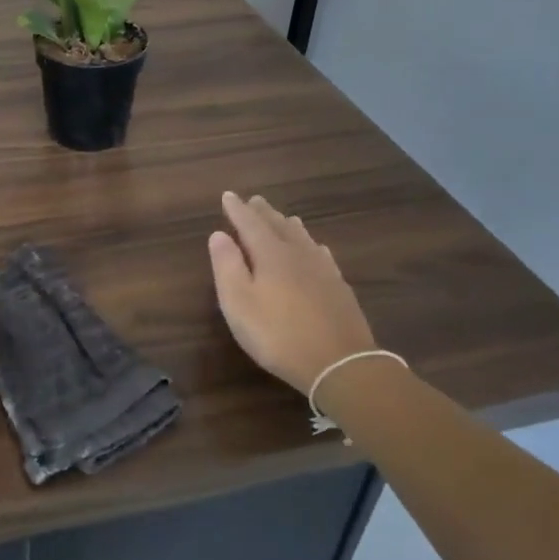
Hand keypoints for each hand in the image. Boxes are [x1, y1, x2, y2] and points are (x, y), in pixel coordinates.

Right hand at [208, 192, 378, 393]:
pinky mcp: (339, 287)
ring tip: (282, 217)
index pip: (250, 223)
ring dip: (288, 224)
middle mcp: (298, 254)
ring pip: (302, 237)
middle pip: (279, 225)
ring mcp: (323, 269)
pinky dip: (311, 245)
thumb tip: (219, 234)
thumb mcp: (239, 303)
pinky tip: (315, 249)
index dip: (237, 210)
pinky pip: (321, 254)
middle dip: (263, 212)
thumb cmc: (278, 334)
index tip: (228, 196)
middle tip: (254, 200)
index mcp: (270, 254)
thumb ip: (227, 265)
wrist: (339, 363)